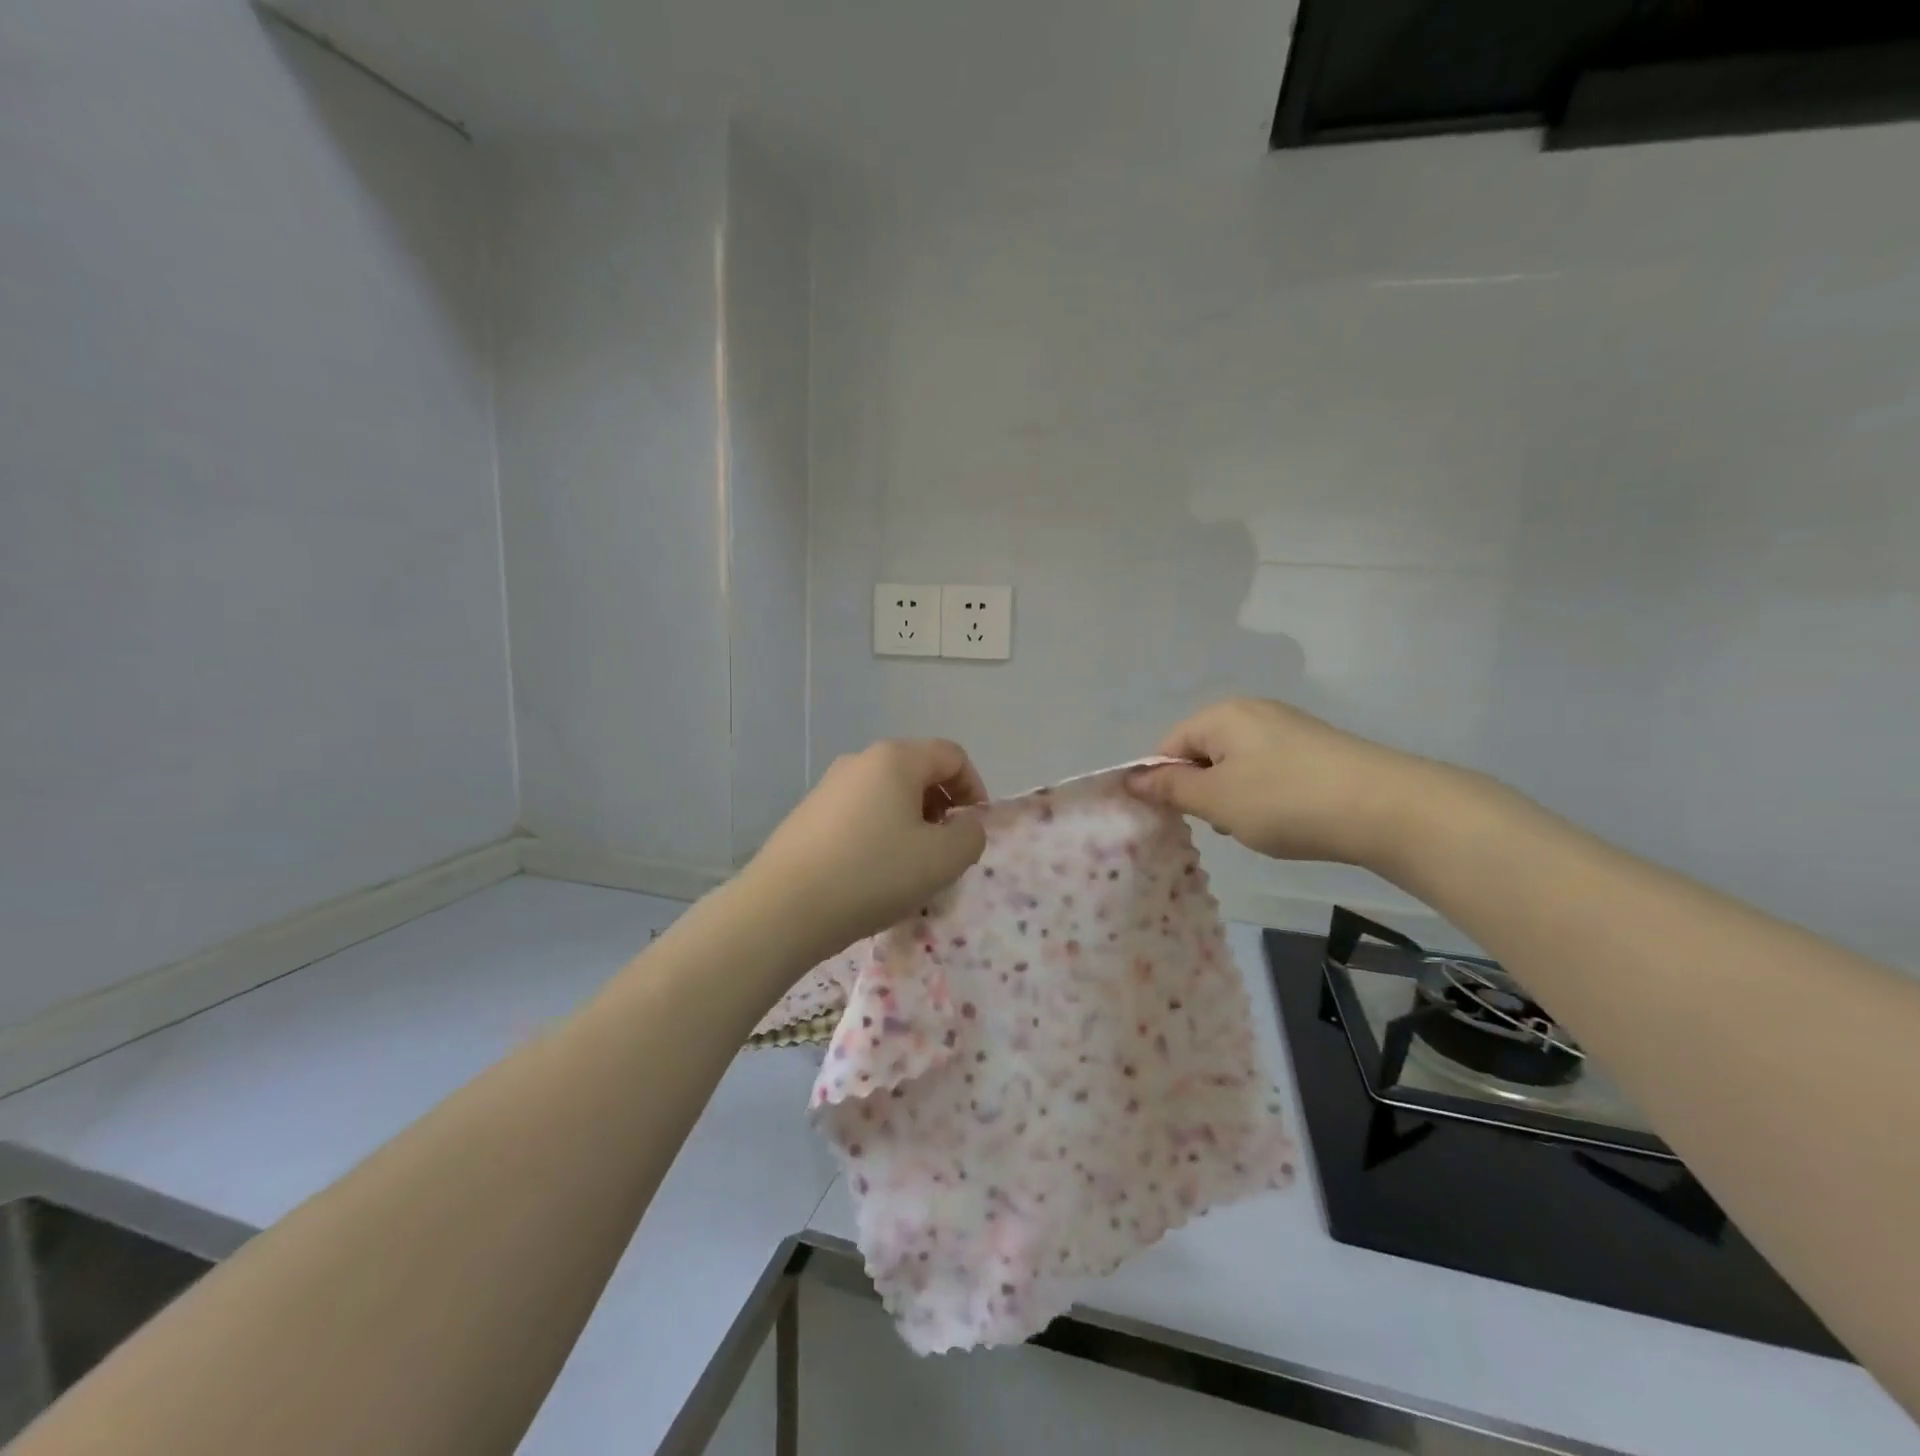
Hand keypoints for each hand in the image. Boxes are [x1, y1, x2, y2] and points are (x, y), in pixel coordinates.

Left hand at [740, 739, 988, 959]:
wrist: (782, 909)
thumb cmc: (873, 874)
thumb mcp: (942, 860)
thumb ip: (971, 836)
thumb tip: (964, 825)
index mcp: (895, 759)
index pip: (952, 755)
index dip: (974, 788)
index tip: (974, 830)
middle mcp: (859, 761)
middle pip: (917, 772)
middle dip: (942, 808)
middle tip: (945, 851)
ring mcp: (828, 787)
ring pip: (887, 796)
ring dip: (911, 824)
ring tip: (910, 869)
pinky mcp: (807, 816)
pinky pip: (859, 815)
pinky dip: (879, 835)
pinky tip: (872, 875)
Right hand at [1127, 698, 1440, 868]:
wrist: (1388, 808)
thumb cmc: (1285, 801)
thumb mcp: (1216, 800)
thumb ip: (1169, 788)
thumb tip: (1130, 778)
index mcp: (1221, 715)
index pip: (1169, 746)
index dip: (1164, 783)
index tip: (1179, 819)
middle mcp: (1252, 711)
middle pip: (1203, 753)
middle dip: (1202, 791)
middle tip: (1222, 824)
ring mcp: (1288, 727)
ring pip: (1236, 765)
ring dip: (1234, 797)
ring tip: (1258, 826)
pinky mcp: (1315, 748)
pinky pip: (1269, 770)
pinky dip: (1265, 795)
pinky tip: (1286, 819)